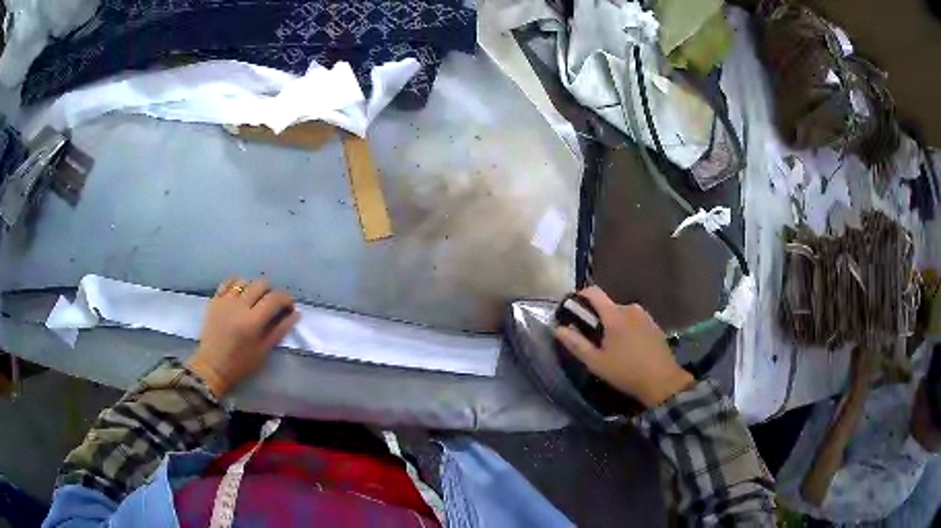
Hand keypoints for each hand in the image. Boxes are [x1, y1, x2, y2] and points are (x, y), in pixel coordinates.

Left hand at [187, 278, 299, 396]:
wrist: (212, 367)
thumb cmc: (240, 364)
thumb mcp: (264, 351)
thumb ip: (280, 330)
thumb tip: (296, 313)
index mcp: (253, 321)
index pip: (275, 298)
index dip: (286, 299)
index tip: (289, 307)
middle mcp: (239, 306)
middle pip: (261, 284)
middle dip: (271, 292)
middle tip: (272, 305)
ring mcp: (225, 300)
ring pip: (245, 280)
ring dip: (254, 287)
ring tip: (254, 300)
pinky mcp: (215, 299)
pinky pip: (228, 282)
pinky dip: (237, 284)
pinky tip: (240, 293)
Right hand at [555, 286, 693, 407]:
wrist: (662, 381)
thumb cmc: (626, 372)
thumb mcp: (597, 363)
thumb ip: (576, 344)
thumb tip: (559, 329)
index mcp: (615, 315)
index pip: (594, 292)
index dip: (580, 296)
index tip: (572, 309)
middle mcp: (631, 309)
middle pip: (608, 305)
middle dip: (597, 318)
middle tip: (592, 339)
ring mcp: (645, 316)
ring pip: (622, 314)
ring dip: (614, 324)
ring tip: (611, 346)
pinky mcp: (655, 325)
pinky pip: (634, 320)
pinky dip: (627, 329)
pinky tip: (628, 348)